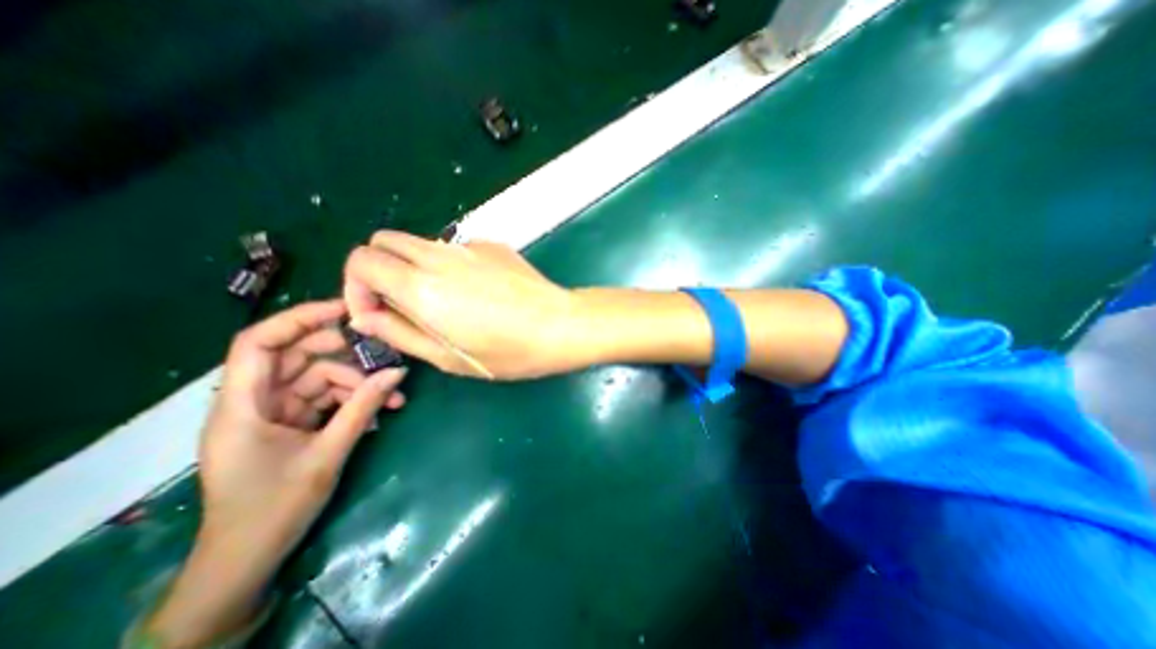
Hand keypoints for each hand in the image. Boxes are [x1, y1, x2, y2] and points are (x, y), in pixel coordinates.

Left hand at [148, 301, 403, 645]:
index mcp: (242, 406)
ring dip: (356, 383)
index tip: (345, 310)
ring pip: (317, 379)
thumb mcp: (327, 454)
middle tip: (383, 355)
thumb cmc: (274, 509)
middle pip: (296, 357)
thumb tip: (398, 372)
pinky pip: (323, 399)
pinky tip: (379, 411)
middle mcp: (253, 402)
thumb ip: (363, 408)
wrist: (248, 560)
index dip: (299, 319)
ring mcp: (272, 413)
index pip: (259, 343)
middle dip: (342, 354)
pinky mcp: (289, 425)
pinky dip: (351, 401)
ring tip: (393, 397)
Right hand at [339, 230, 587, 380]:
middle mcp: (440, 256)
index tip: (377, 314)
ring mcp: (469, 246)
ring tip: (442, 303)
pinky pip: (456, 249)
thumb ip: (400, 333)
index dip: (356, 287)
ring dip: (413, 267)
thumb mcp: (448, 357)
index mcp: (422, 286)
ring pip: (420, 243)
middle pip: (384, 241)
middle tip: (401, 304)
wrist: (561, 325)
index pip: (361, 260)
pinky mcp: (492, 245)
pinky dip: (449, 265)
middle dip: (379, 270)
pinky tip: (478, 293)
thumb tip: (365, 317)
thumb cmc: (508, 352)